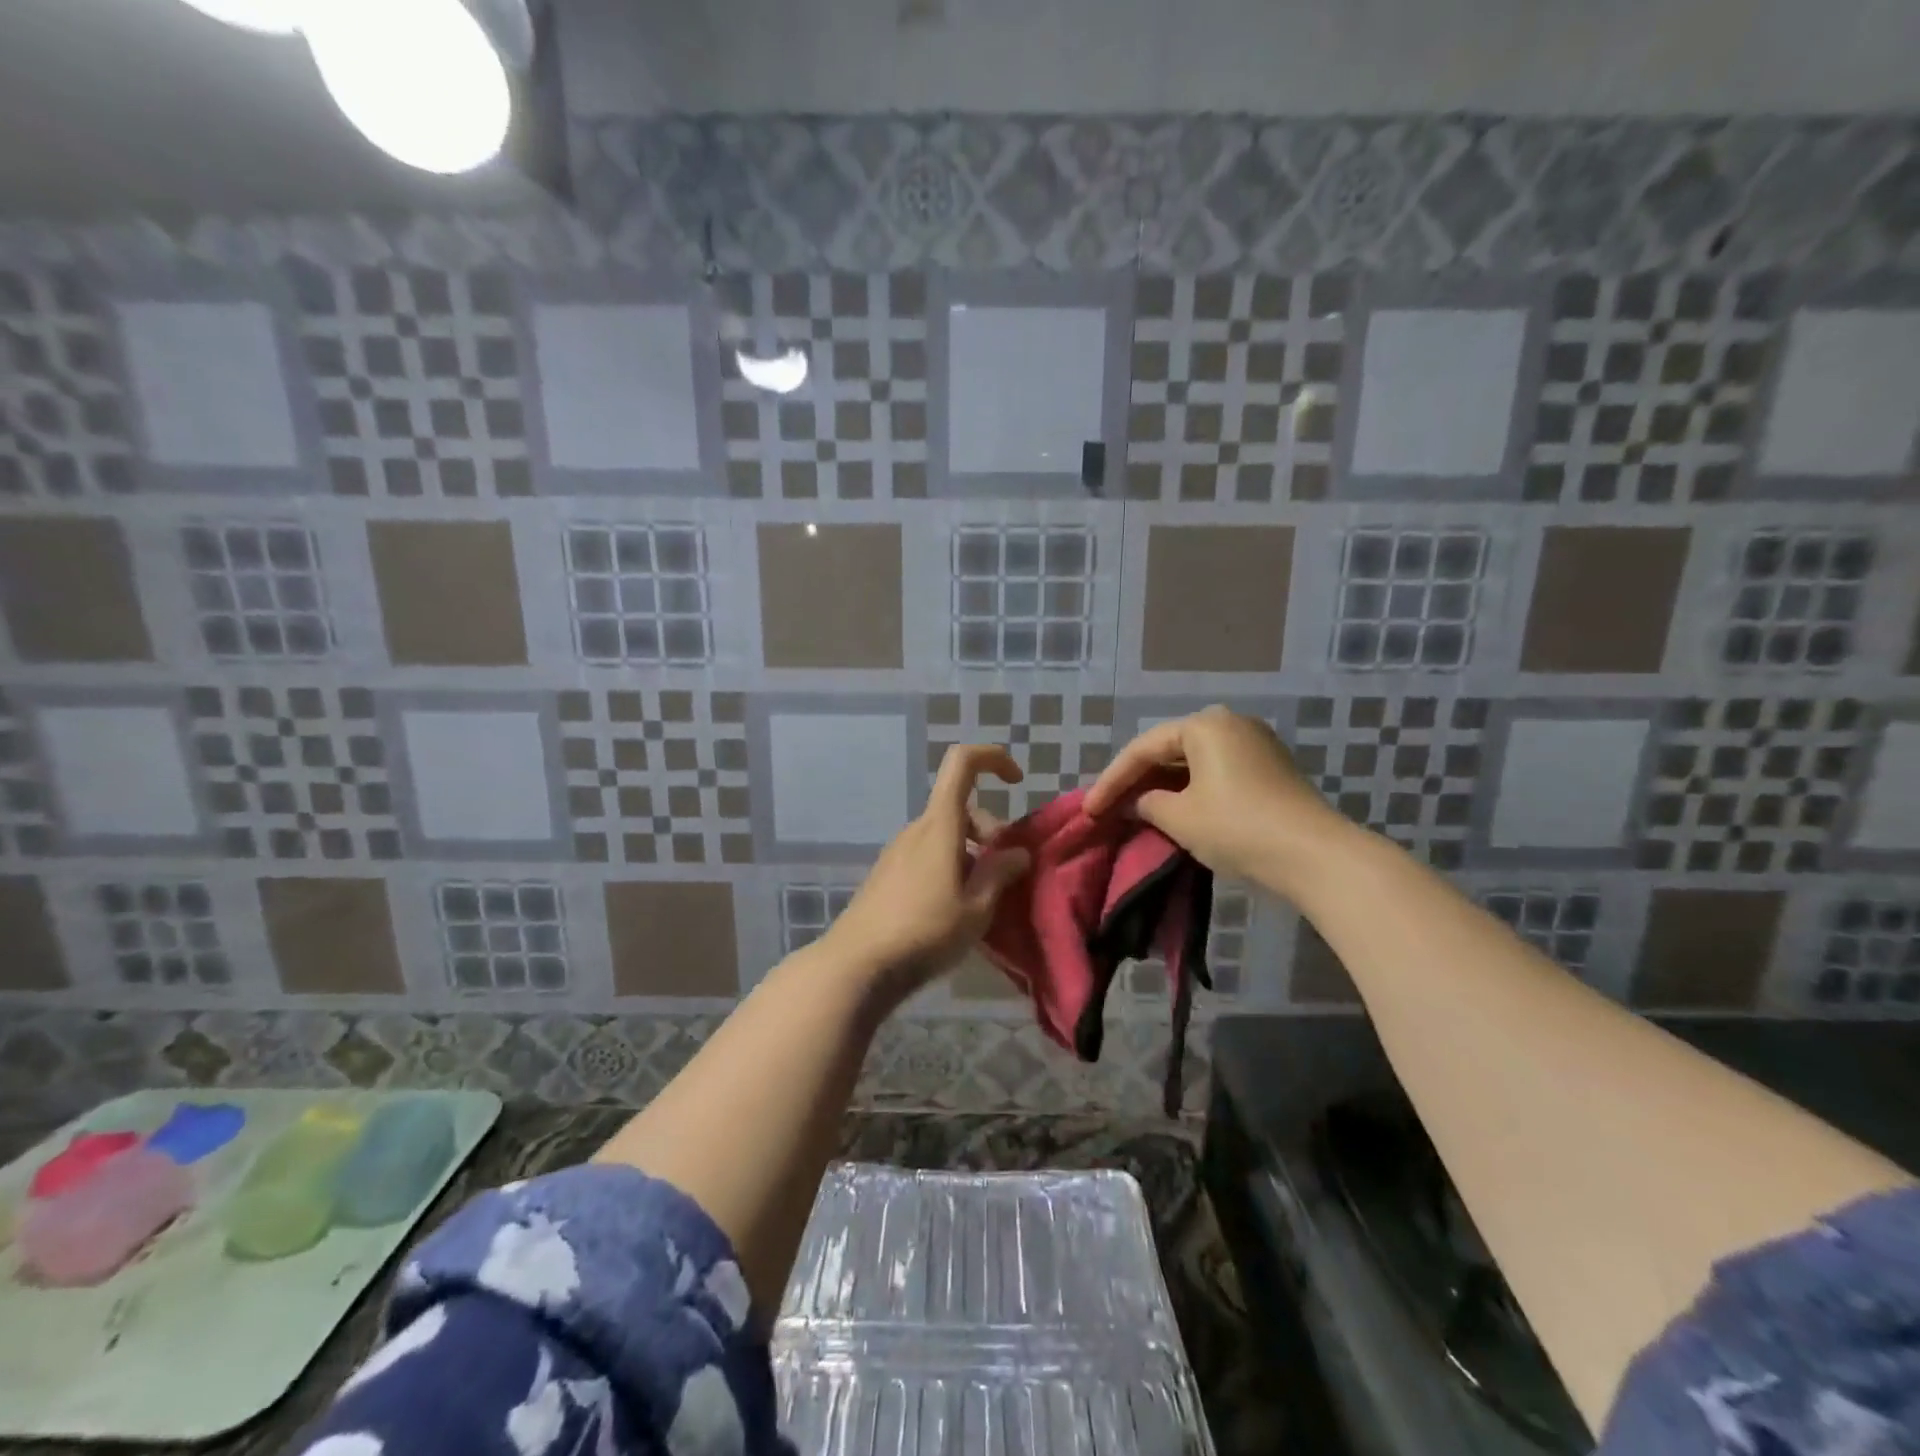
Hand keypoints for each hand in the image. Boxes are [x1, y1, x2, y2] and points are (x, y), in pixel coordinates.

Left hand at [823, 744, 1032, 1001]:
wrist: (857, 965)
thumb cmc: (924, 932)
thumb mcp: (976, 908)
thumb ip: (1000, 874)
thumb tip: (1018, 852)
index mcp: (940, 825)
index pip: (962, 763)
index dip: (992, 757)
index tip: (1016, 781)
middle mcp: (916, 829)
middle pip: (960, 809)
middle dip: (991, 832)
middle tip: (1005, 874)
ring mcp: (898, 852)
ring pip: (945, 835)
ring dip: (971, 855)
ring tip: (983, 900)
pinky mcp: (887, 875)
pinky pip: (928, 856)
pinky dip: (951, 868)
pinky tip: (954, 910)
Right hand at [1084, 706, 1348, 890]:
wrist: (1315, 856)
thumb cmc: (1238, 827)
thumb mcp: (1179, 817)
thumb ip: (1146, 804)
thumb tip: (1137, 802)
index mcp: (1204, 725)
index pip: (1143, 749)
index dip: (1111, 781)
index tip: (1089, 810)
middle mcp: (1230, 723)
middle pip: (1168, 751)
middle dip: (1137, 781)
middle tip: (1109, 807)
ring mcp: (1255, 744)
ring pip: (1192, 763)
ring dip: (1163, 787)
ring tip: (1135, 811)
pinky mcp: (1269, 770)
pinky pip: (1215, 773)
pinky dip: (1190, 791)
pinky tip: (1174, 811)